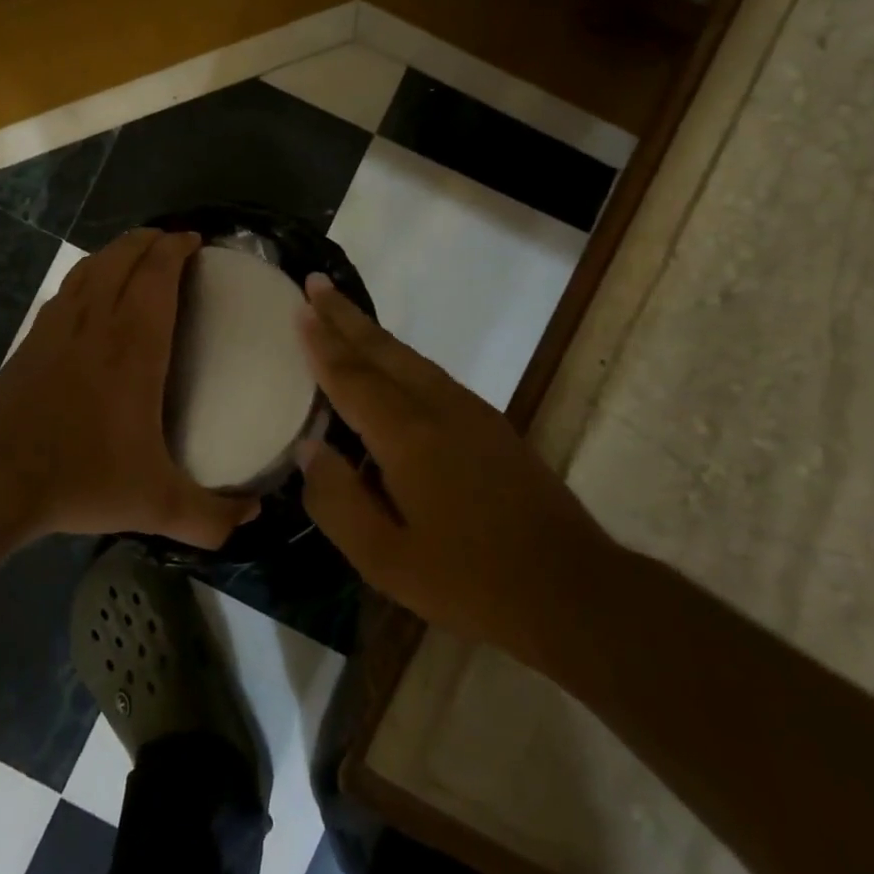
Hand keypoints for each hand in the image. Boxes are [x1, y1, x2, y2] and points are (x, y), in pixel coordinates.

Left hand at [0, 228, 258, 548]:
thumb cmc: (79, 478)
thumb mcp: (155, 505)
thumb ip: (210, 516)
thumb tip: (254, 516)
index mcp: (133, 345)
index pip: (157, 274)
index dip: (176, 248)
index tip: (194, 240)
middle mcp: (97, 321)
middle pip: (124, 256)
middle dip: (151, 239)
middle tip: (173, 243)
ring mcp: (59, 325)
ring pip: (92, 265)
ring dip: (118, 249)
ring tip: (138, 253)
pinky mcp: (33, 338)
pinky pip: (68, 287)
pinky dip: (88, 273)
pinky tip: (91, 289)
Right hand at [295, 275, 618, 669]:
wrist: (574, 590)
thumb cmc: (472, 581)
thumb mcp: (386, 560)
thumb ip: (338, 502)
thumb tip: (309, 450)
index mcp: (407, 436)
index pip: (352, 376)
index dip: (322, 342)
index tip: (299, 307)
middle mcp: (437, 408)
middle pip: (382, 350)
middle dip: (345, 316)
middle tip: (315, 284)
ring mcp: (469, 411)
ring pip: (409, 357)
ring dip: (372, 331)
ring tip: (342, 311)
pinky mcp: (490, 423)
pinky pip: (430, 372)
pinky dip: (399, 355)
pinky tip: (391, 363)